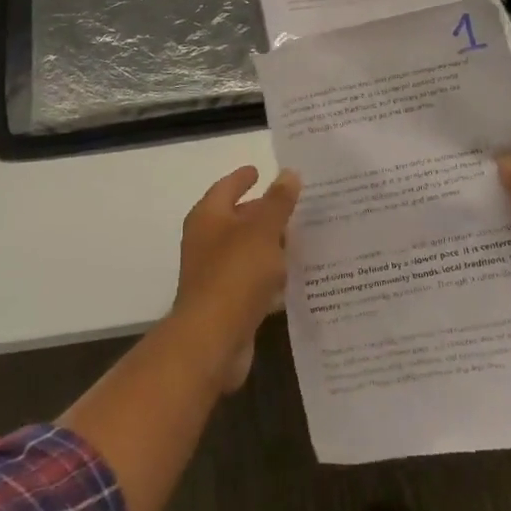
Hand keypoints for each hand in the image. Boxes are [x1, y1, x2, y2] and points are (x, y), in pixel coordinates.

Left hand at [169, 165, 299, 391]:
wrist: (212, 340)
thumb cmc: (235, 275)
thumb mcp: (262, 231)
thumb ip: (278, 202)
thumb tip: (289, 173)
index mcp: (208, 217)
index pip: (226, 188)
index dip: (242, 178)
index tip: (259, 170)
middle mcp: (207, 242)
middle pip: (237, 219)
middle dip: (263, 212)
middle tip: (295, 205)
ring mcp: (215, 274)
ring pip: (248, 251)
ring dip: (270, 245)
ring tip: (303, 237)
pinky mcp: (228, 303)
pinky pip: (253, 281)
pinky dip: (271, 276)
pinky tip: (295, 277)